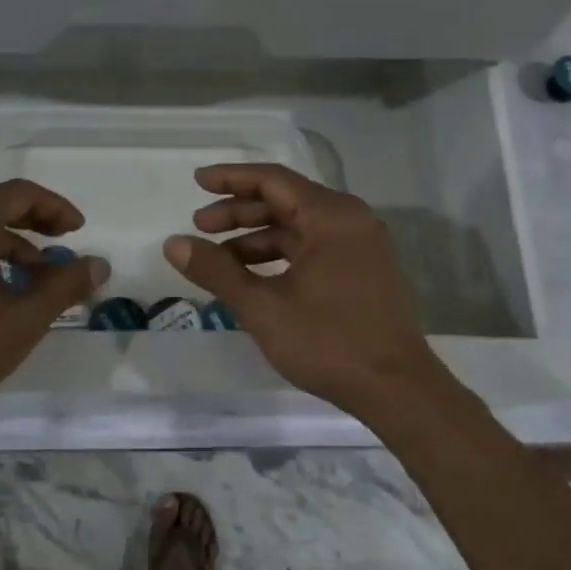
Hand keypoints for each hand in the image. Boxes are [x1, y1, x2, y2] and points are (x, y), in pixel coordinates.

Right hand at [163, 164, 449, 411]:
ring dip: (257, 237)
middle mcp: (350, 221)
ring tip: (219, 259)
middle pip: (285, 201)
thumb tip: (173, 243)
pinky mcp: (364, 271)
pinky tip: (253, 277)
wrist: (397, 390)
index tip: (197, 182)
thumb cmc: (328, 341)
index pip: (272, 180)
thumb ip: (216, 270)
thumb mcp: (262, 306)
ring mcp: (361, 246)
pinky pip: (314, 248)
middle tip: (200, 227)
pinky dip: (280, 256)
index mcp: (331, 216)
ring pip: (298, 227)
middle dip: (239, 212)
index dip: (231, 179)